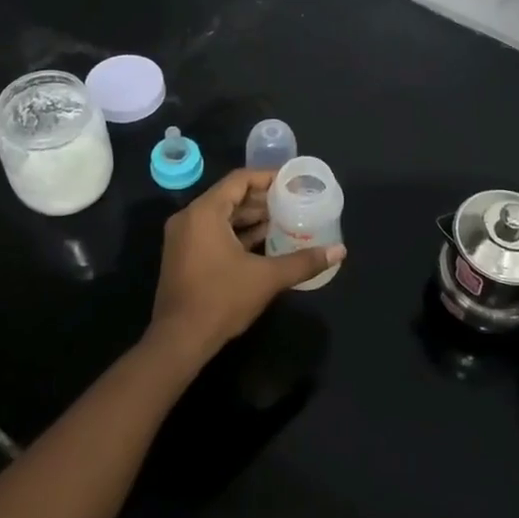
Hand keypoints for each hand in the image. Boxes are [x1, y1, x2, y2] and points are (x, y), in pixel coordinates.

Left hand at [145, 168, 345, 374]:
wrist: (179, 340)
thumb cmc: (221, 299)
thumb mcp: (267, 278)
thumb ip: (303, 261)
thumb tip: (339, 251)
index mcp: (205, 212)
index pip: (239, 180)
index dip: (267, 177)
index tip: (293, 182)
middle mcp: (190, 218)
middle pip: (230, 197)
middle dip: (262, 200)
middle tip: (293, 202)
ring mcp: (183, 238)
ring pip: (222, 217)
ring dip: (251, 218)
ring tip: (284, 221)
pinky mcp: (184, 256)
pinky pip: (213, 233)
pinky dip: (237, 234)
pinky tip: (264, 243)